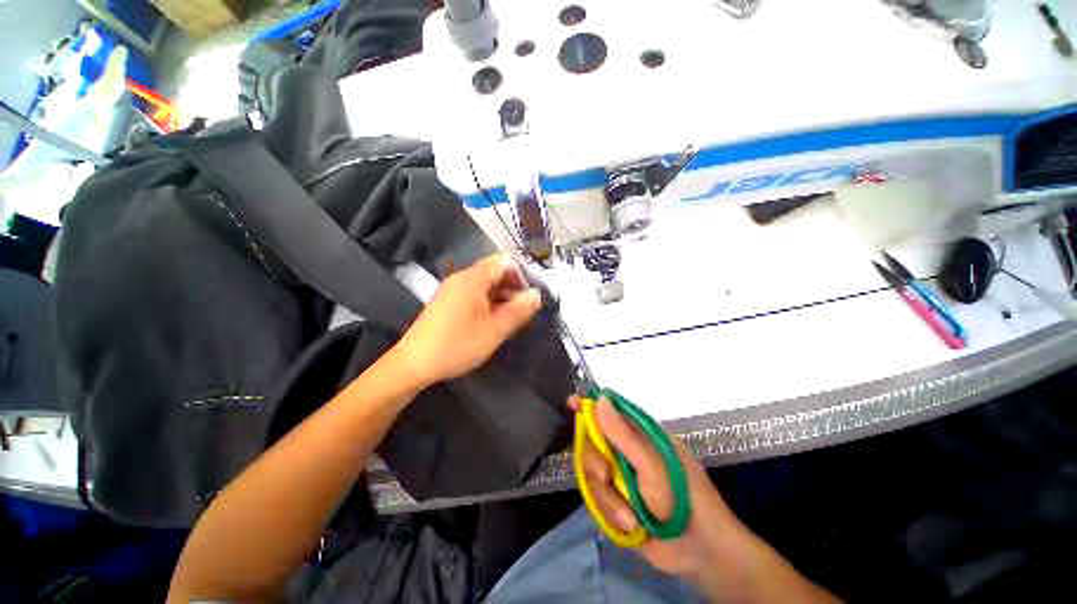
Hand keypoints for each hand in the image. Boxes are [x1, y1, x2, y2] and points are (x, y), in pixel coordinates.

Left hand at [393, 254, 541, 387]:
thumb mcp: (494, 330)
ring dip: (503, 297)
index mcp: (472, 279)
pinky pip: (475, 295)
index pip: (504, 262)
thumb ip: (519, 310)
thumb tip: (536, 295)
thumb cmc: (457, 345)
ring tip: (513, 318)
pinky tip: (495, 321)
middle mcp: (461, 279)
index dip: (521, 275)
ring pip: (486, 285)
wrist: (414, 364)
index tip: (531, 295)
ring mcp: (453, 290)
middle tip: (525, 310)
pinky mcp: (448, 302)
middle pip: (495, 272)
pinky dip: (489, 303)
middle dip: (513, 288)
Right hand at [572, 396, 840, 602]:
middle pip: (593, 442)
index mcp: (640, 434)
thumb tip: (601, 400)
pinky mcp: (615, 501)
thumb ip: (624, 435)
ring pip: (591, 473)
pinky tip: (630, 525)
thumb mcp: (653, 465)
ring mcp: (620, 477)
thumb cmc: (683, 498)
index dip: (590, 404)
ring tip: (629, 514)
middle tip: (606, 474)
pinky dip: (611, 513)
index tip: (572, 403)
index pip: (610, 410)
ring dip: (608, 496)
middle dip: (594, 459)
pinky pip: (596, 499)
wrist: (700, 551)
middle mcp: (627, 451)